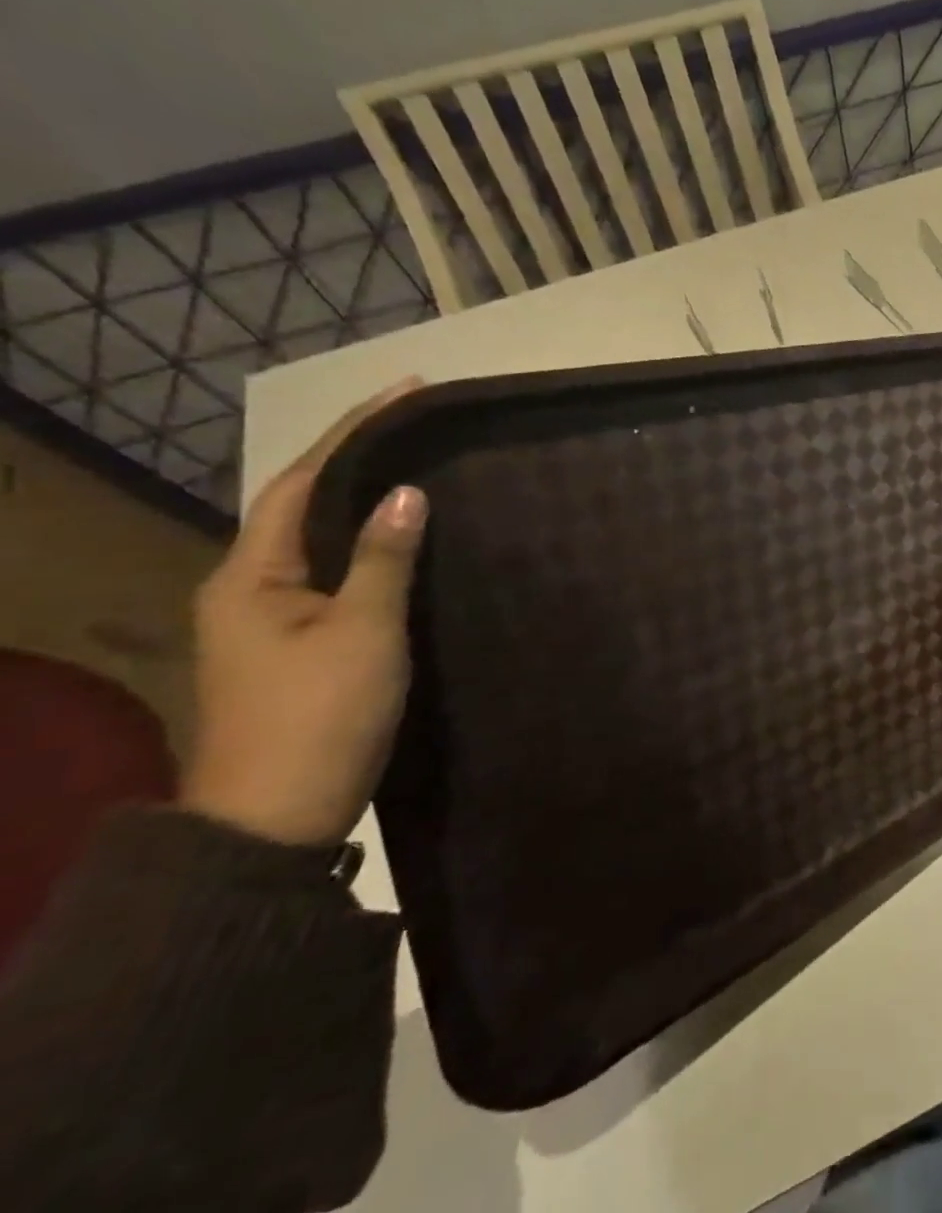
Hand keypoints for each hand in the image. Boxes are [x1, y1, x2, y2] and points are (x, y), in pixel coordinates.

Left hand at [183, 380, 427, 845]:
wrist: (275, 818)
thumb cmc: (318, 716)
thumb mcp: (362, 632)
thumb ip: (382, 558)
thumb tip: (407, 492)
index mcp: (250, 574)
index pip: (303, 480)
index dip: (354, 432)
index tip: (406, 394)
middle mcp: (250, 586)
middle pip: (304, 502)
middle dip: (359, 457)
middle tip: (420, 427)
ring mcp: (270, 618)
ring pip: (319, 538)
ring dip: (364, 500)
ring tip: (421, 469)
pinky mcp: (297, 643)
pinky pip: (334, 572)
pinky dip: (368, 544)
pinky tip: (406, 540)